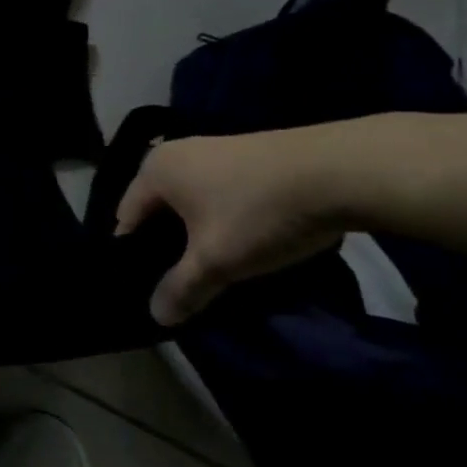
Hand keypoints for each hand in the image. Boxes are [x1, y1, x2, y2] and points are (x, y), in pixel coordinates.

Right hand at [114, 127, 348, 325]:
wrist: (340, 171)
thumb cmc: (258, 213)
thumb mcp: (217, 261)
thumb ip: (182, 288)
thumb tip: (156, 316)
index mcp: (153, 170)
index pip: (126, 218)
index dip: (133, 255)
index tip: (149, 286)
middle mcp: (174, 153)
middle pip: (158, 209)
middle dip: (168, 245)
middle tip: (184, 281)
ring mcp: (212, 150)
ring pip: (191, 201)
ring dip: (198, 232)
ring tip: (218, 265)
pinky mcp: (246, 154)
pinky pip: (218, 192)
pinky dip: (223, 217)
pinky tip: (246, 239)